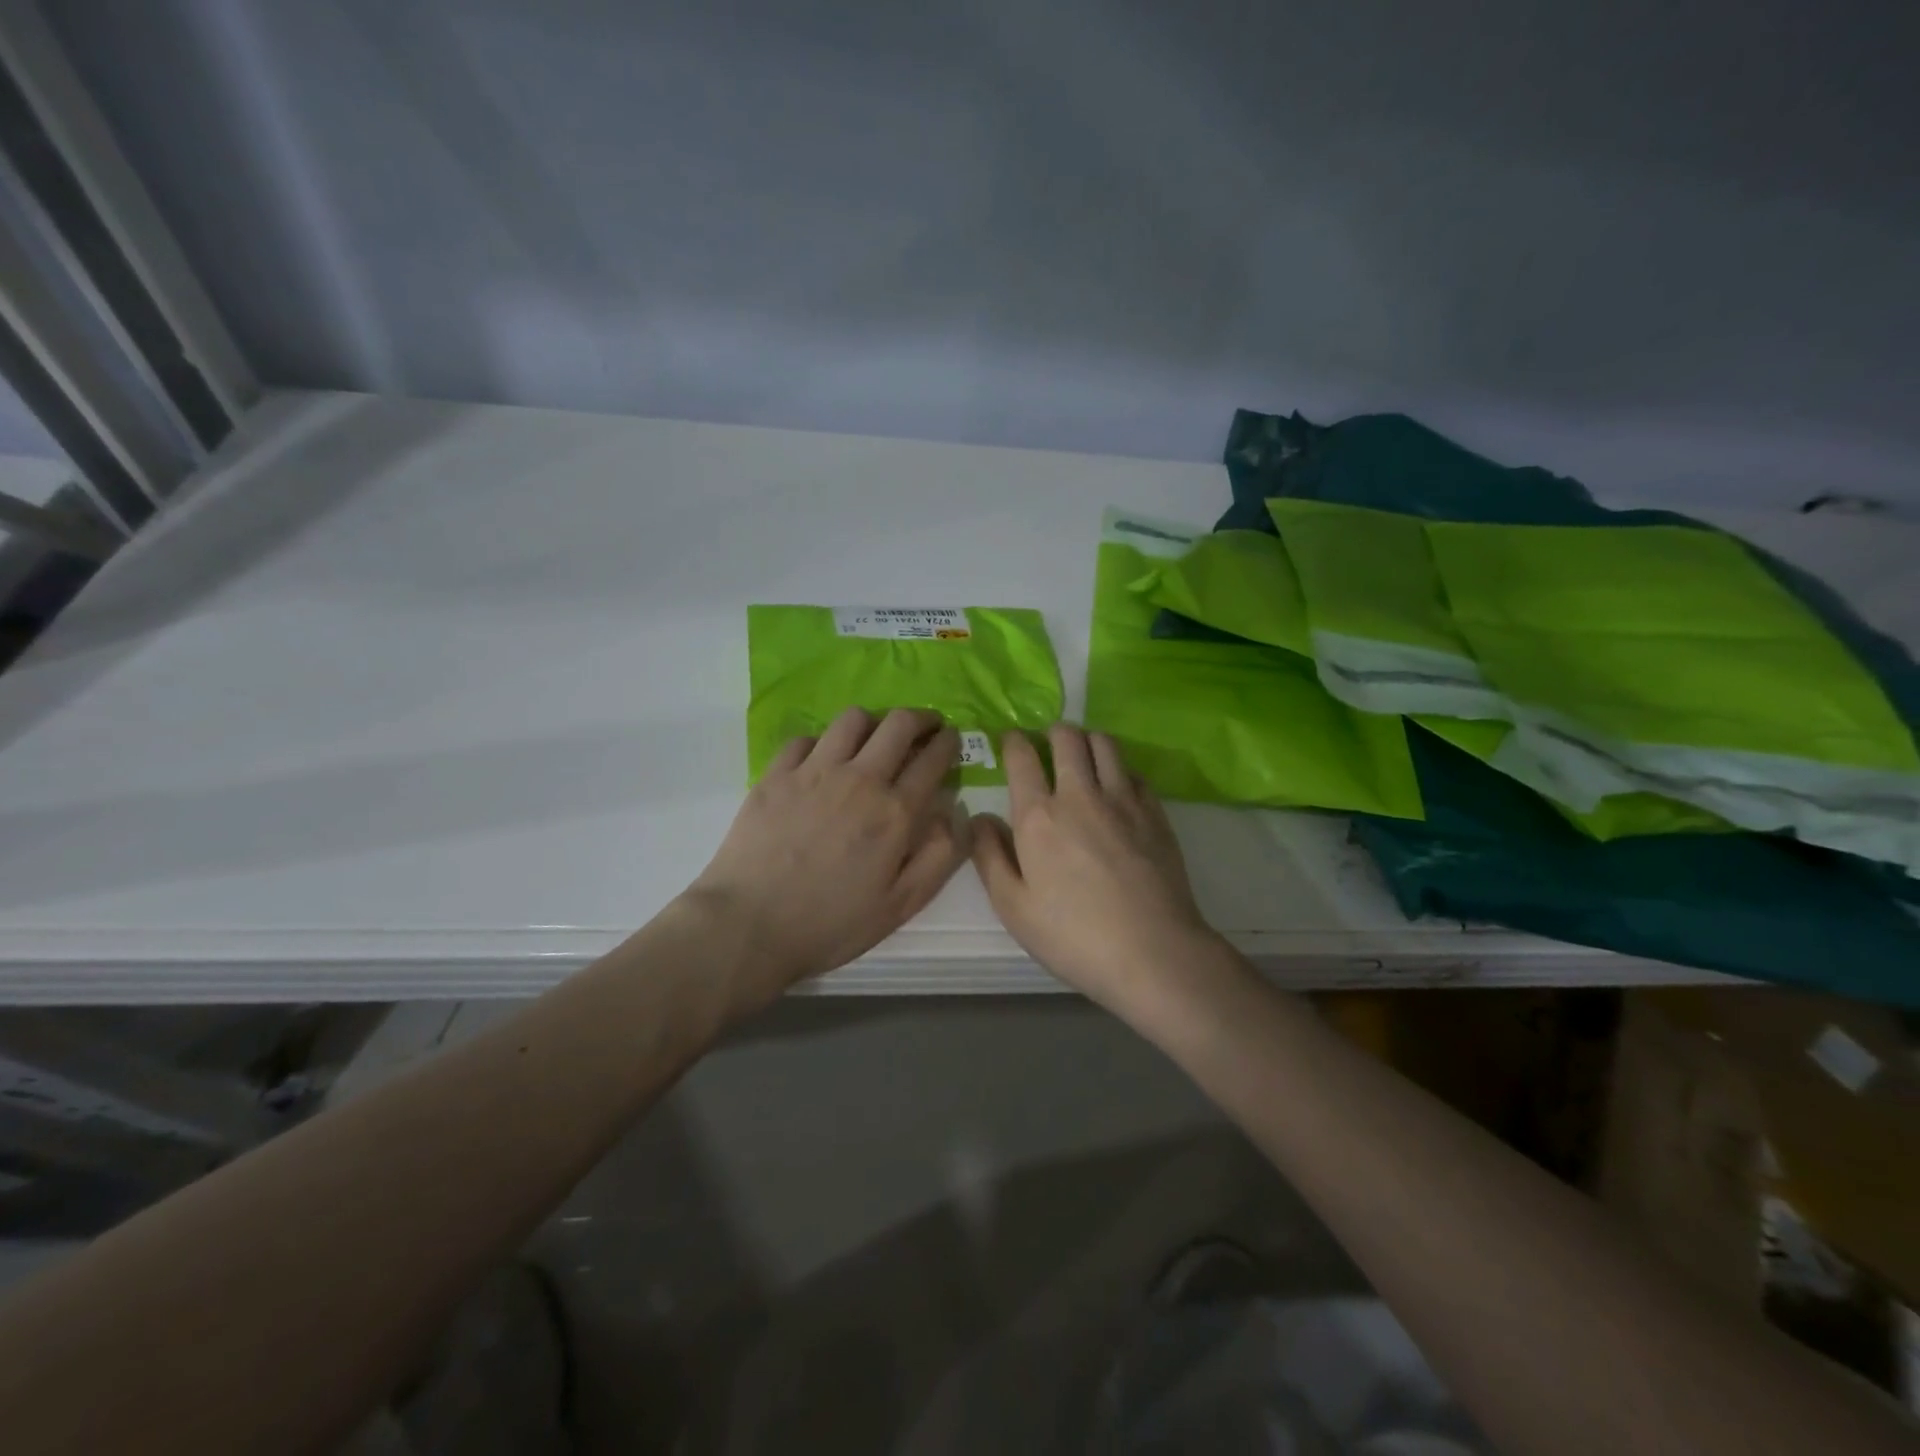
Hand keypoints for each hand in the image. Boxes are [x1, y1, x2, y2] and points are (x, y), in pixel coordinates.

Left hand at [690, 707, 967, 1009]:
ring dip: (873, 722)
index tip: (951, 739)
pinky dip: (823, 742)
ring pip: (853, 719)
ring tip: (874, 738)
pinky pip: (806, 738)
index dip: (948, 743)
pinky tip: (823, 760)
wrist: (749, 926)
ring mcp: (814, 771)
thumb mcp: (901, 905)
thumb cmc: (831, 924)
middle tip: (925, 726)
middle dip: (921, 718)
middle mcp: (859, 779)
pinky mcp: (776, 774)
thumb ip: (939, 857)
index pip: (932, 759)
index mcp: (895, 812)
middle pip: (898, 724)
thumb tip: (951, 814)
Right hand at [971, 725, 1224, 1014]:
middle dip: (1053, 732)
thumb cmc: (1073, 936)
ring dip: (1088, 742)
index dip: (1014, 741)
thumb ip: (989, 856)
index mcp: (1039, 815)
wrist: (1153, 953)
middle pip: (1068, 736)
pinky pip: (1133, 771)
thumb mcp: (1013, 907)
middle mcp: (1080, 794)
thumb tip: (978, 818)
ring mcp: (1123, 800)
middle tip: (1047, 747)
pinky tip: (1116, 791)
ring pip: (1105, 743)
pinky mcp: (1156, 813)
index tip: (1011, 742)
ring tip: (1082, 759)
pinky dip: (1119, 770)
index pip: (1022, 756)